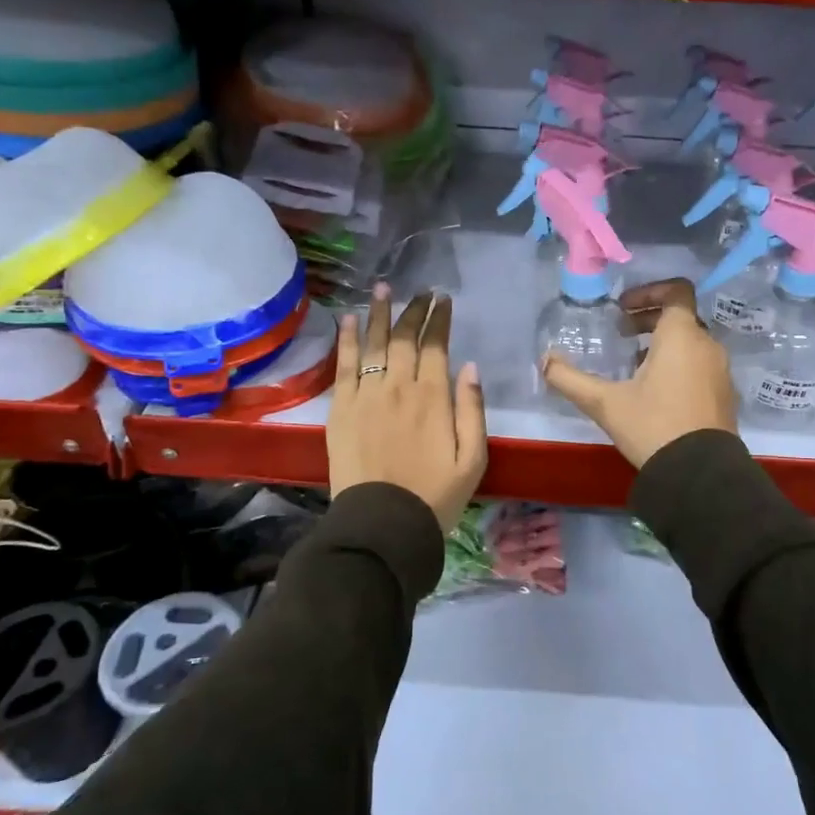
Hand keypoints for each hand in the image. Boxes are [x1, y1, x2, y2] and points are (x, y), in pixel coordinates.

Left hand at [329, 286, 486, 530]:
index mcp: (433, 397)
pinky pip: (344, 366)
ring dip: (379, 313)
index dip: (439, 320)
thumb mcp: (473, 458)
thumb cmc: (435, 495)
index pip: (436, 346)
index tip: (443, 301)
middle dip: (414, 311)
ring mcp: (366, 396)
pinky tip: (350, 319)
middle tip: (420, 292)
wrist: (383, 525)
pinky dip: (348, 340)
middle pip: (404, 339)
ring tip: (383, 289)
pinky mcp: (341, 409)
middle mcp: (398, 387)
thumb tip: (469, 366)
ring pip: (374, 344)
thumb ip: (472, 409)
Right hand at [541, 278, 737, 468]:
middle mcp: (707, 345)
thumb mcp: (605, 403)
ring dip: (663, 343)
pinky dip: (679, 364)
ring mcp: (720, 371)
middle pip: (681, 317)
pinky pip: (700, 364)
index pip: (676, 291)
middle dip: (649, 319)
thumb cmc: (652, 426)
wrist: (699, 474)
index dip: (649, 291)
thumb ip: (570, 379)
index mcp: (681, 336)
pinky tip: (654, 391)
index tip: (623, 307)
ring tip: (633, 363)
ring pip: (691, 342)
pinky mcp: (724, 394)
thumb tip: (544, 360)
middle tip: (622, 333)